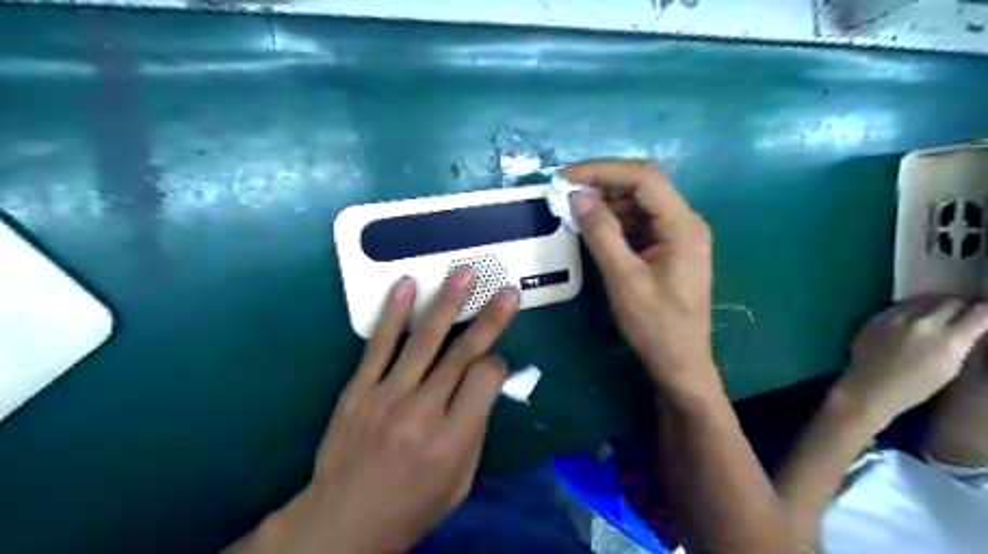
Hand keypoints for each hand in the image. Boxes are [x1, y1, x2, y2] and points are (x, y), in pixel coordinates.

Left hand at [223, 266, 518, 551]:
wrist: (344, 522)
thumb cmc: (412, 506)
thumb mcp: (461, 482)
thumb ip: (475, 429)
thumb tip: (485, 385)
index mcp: (453, 438)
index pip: (486, 379)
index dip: (497, 365)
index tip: (494, 363)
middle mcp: (423, 411)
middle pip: (462, 353)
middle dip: (489, 318)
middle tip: (506, 291)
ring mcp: (387, 396)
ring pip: (423, 340)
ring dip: (446, 303)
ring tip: (463, 273)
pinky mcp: (358, 390)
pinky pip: (378, 345)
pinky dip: (393, 313)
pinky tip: (406, 285)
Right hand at [558, 158, 714, 386]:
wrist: (680, 362)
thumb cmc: (655, 325)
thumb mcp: (624, 279)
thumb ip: (602, 233)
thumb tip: (577, 195)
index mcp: (683, 226)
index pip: (644, 178)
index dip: (603, 170)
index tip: (566, 176)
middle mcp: (685, 222)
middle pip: (644, 185)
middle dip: (603, 181)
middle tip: (565, 188)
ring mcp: (677, 234)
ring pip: (639, 202)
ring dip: (606, 199)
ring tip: (572, 205)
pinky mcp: (667, 247)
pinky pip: (639, 221)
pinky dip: (614, 218)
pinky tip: (592, 223)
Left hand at [835, 298, 986, 427]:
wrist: (870, 387)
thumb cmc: (916, 387)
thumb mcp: (952, 367)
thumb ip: (963, 342)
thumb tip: (972, 326)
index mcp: (949, 340)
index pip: (979, 312)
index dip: (986, 311)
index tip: (985, 315)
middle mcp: (923, 323)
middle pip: (951, 302)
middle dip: (962, 305)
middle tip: (965, 311)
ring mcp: (896, 317)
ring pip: (925, 299)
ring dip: (937, 304)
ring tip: (940, 311)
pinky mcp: (877, 317)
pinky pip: (902, 305)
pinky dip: (913, 307)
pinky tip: (915, 315)